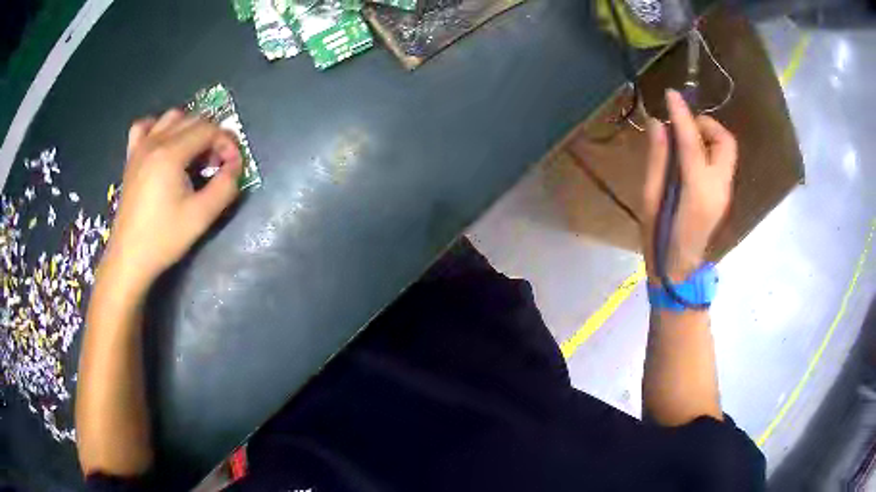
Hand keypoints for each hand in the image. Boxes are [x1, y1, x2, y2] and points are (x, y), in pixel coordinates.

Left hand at [102, 109, 242, 294]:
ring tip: (194, 154)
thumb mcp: (201, 216)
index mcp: (171, 153)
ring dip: (189, 128)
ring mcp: (140, 148)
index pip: (209, 130)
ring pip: (171, 118)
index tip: (232, 166)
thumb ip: (225, 187)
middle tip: (216, 165)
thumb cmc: (164, 238)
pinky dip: (157, 127)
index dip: (227, 143)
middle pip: (193, 120)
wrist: (129, 258)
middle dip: (211, 137)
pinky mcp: (131, 158)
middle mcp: (155, 141)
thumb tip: (235, 166)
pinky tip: (163, 142)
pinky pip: (144, 127)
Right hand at [641, 90, 736, 282]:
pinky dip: (709, 149)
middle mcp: (719, 187)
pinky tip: (691, 158)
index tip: (670, 94)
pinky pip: (723, 161)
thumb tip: (657, 123)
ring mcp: (726, 192)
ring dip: (708, 136)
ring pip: (727, 150)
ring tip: (684, 141)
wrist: (680, 274)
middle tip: (684, 126)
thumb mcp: (650, 199)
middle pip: (725, 141)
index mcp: (697, 190)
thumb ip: (657, 159)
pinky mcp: (725, 196)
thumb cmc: (659, 239)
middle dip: (706, 125)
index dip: (681, 114)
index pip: (692, 141)